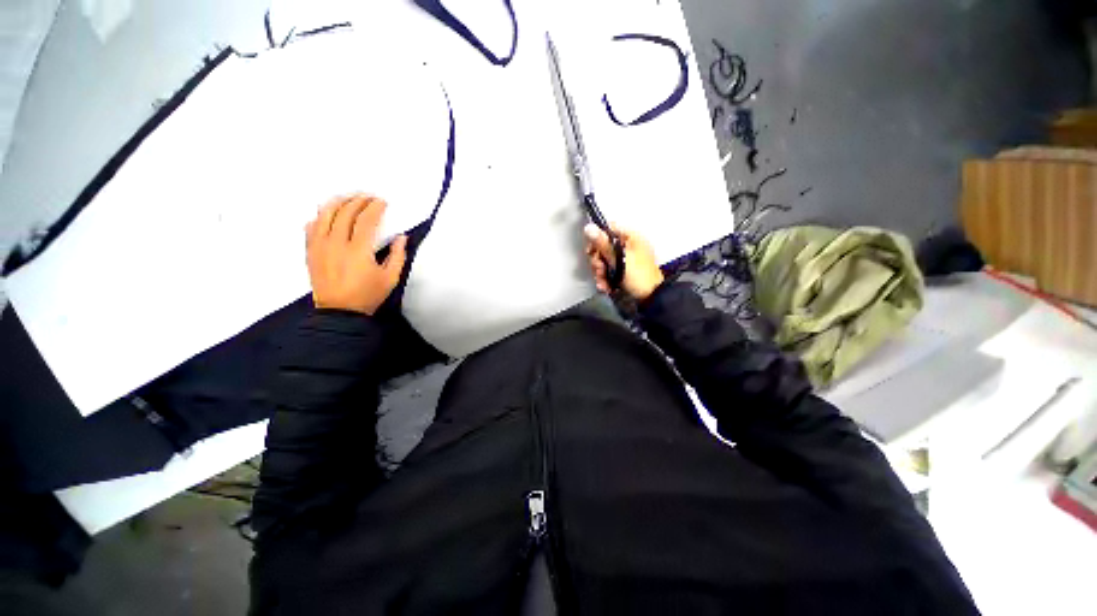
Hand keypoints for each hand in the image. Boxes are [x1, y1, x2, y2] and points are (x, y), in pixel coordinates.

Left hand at [305, 194, 407, 314]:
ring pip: (324, 214)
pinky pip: (311, 227)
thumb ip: (398, 256)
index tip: (382, 201)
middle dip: (357, 200)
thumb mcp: (390, 278)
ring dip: (337, 202)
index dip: (374, 207)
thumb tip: (401, 237)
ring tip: (347, 197)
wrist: (339, 312)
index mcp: (358, 250)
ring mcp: (319, 246)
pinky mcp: (310, 251)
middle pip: (344, 212)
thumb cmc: (368, 295)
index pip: (365, 219)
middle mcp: (336, 243)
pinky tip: (327, 213)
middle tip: (367, 196)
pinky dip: (319, 216)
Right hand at [584, 223, 663, 301]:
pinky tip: (605, 286)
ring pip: (603, 260)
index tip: (592, 251)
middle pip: (603, 246)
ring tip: (603, 282)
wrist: (651, 297)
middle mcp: (627, 245)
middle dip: (598, 261)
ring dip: (600, 272)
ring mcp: (625, 258)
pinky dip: (605, 278)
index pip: (608, 229)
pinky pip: (608, 270)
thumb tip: (588, 227)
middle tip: (600, 270)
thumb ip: (603, 244)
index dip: (597, 238)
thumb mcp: (619, 259)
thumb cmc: (638, 275)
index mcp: (630, 237)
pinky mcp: (622, 270)